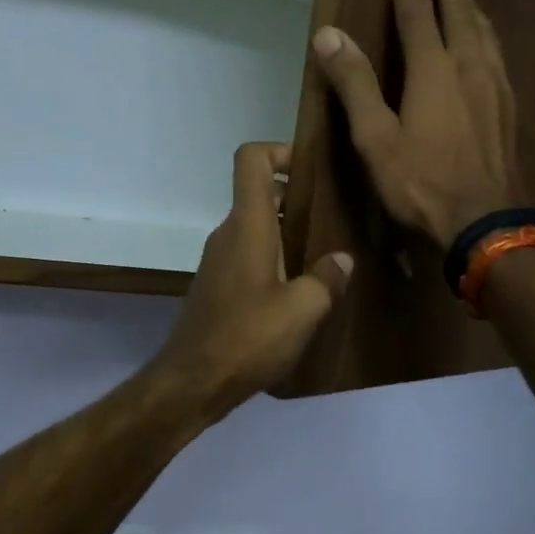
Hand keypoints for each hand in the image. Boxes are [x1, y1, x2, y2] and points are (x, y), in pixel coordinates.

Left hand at [149, 143, 353, 417]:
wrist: (192, 383)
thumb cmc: (248, 337)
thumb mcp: (303, 309)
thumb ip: (327, 278)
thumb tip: (341, 259)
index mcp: (247, 225)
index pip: (251, 160)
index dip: (280, 150)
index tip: (312, 171)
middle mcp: (228, 234)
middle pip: (260, 194)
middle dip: (297, 198)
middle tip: (335, 218)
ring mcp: (219, 261)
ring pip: (256, 229)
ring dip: (288, 234)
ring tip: (326, 257)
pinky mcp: (217, 288)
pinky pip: (249, 256)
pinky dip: (275, 260)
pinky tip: (300, 292)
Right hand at [310, 0, 522, 248]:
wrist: (486, 223)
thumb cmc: (423, 183)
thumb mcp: (376, 139)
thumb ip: (354, 84)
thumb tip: (328, 34)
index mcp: (433, 70)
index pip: (418, 10)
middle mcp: (469, 68)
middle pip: (459, 12)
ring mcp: (495, 88)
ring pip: (484, 33)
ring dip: (472, 6)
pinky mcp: (508, 110)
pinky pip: (497, 57)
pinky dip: (487, 37)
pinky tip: (487, 47)